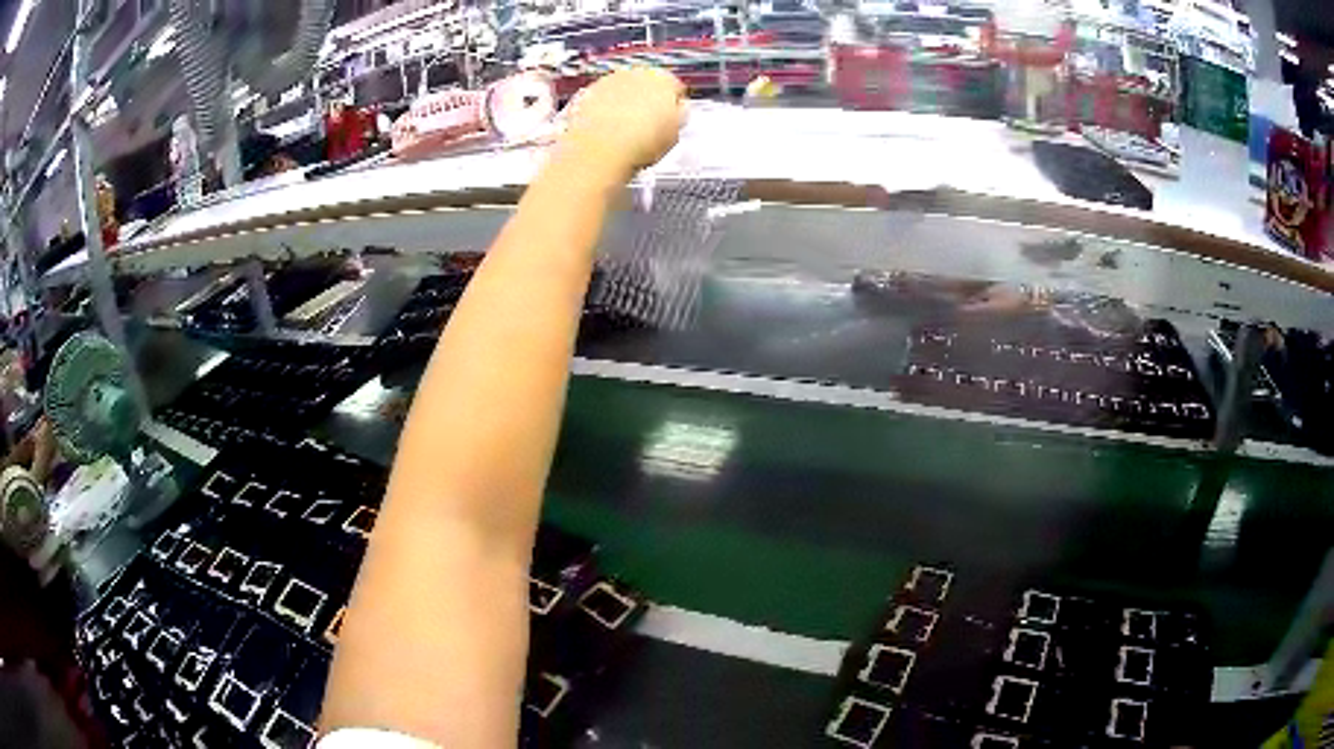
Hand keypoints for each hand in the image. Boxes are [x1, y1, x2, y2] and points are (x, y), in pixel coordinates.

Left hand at [559, 67, 685, 182]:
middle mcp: (635, 73)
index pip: (675, 87)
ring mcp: (608, 82)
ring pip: (621, 91)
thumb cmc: (639, 143)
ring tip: (625, 132)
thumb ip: (679, 116)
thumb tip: (678, 111)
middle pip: (646, 85)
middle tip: (647, 126)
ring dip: (624, 105)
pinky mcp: (586, 94)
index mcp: (663, 79)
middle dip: (647, 101)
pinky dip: (603, 111)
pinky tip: (606, 131)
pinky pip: (600, 100)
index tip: (671, 119)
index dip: (674, 106)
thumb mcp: (675, 134)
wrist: (599, 150)